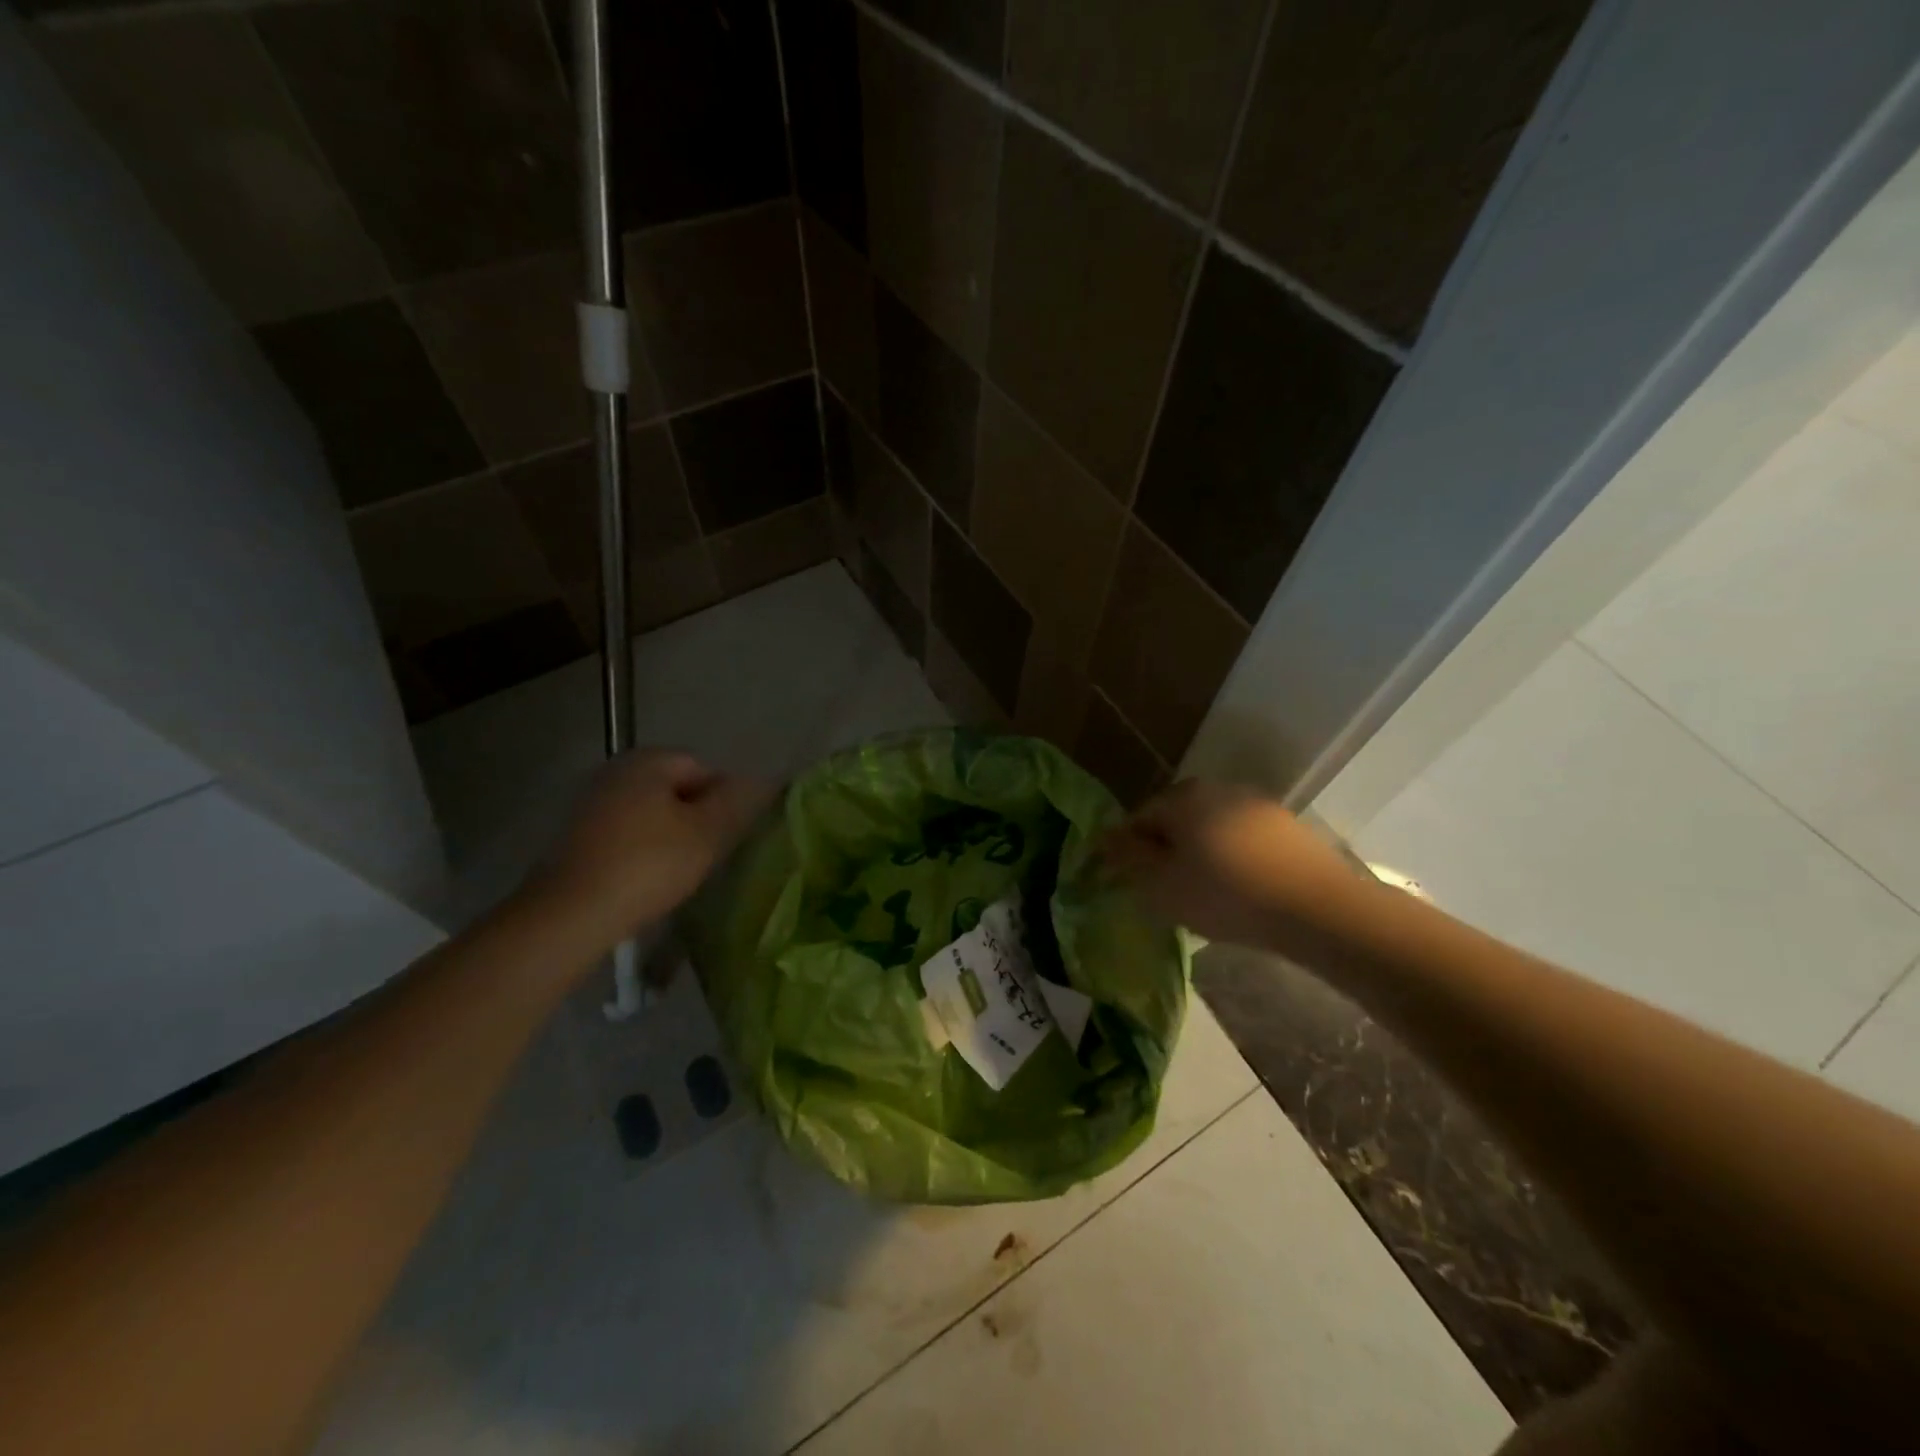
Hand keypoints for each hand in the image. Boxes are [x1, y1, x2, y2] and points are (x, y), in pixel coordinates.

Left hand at [535, 750, 766, 946]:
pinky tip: (647, 879)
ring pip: (649, 813)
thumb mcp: (707, 833)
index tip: (728, 835)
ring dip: (669, 835)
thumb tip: (762, 780)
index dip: (723, 799)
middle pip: (674, 789)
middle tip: (709, 853)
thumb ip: (737, 801)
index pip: (703, 767)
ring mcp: (590, 803)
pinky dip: (641, 850)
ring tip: (681, 870)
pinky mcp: (574, 837)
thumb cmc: (649, 865)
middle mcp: (615, 771)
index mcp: (648, 761)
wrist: (570, 914)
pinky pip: (625, 834)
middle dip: (696, 816)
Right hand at [1100, 780, 1371, 949]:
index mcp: (1182, 798)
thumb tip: (1104, 840)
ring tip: (1203, 893)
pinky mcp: (1286, 826)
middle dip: (1166, 850)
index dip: (1129, 850)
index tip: (1132, 883)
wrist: (1317, 908)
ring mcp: (1256, 804)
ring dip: (1200, 853)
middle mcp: (1217, 789)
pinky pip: (1242, 839)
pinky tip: (1239, 890)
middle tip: (1166, 889)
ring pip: (1211, 828)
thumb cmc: (1225, 894)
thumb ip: (1128, 859)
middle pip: (1176, 818)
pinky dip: (1232, 859)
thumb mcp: (1161, 885)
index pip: (1139, 818)